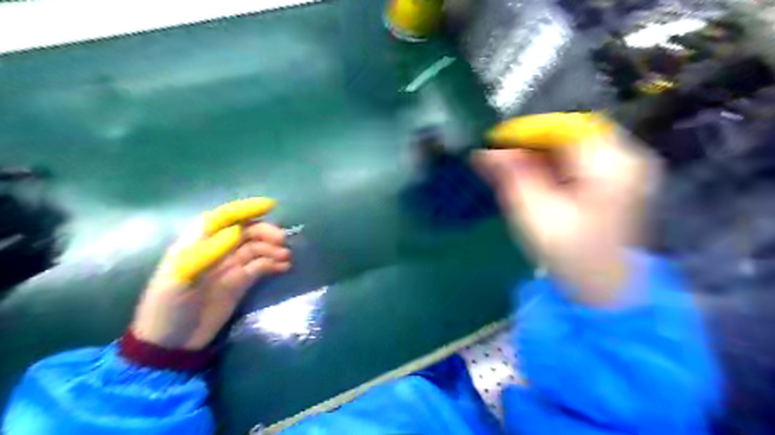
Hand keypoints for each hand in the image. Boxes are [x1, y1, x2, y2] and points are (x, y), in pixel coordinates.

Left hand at [131, 197, 292, 349]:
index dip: (244, 209)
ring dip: (272, 249)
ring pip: (256, 249)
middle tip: (282, 240)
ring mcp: (230, 267)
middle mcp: (216, 251)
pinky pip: (260, 267)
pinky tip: (284, 267)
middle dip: (264, 231)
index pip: (221, 219)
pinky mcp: (241, 283)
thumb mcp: (178, 280)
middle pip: (244, 232)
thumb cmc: (166, 309)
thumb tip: (234, 232)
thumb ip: (205, 254)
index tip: (269, 206)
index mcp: (196, 245)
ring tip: (285, 257)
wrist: (171, 344)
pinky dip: (273, 264)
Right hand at [475, 114, 655, 307]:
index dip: (525, 131)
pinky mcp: (620, 183)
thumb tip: (483, 152)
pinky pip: (582, 160)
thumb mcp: (532, 212)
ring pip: (575, 146)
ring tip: (514, 169)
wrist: (604, 291)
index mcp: (609, 164)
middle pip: (570, 134)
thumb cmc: (568, 254)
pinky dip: (555, 165)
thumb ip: (509, 176)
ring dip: (542, 154)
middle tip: (502, 159)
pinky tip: (537, 179)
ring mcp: (627, 171)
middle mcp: (626, 159)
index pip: (562, 128)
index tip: (495, 143)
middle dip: (532, 143)